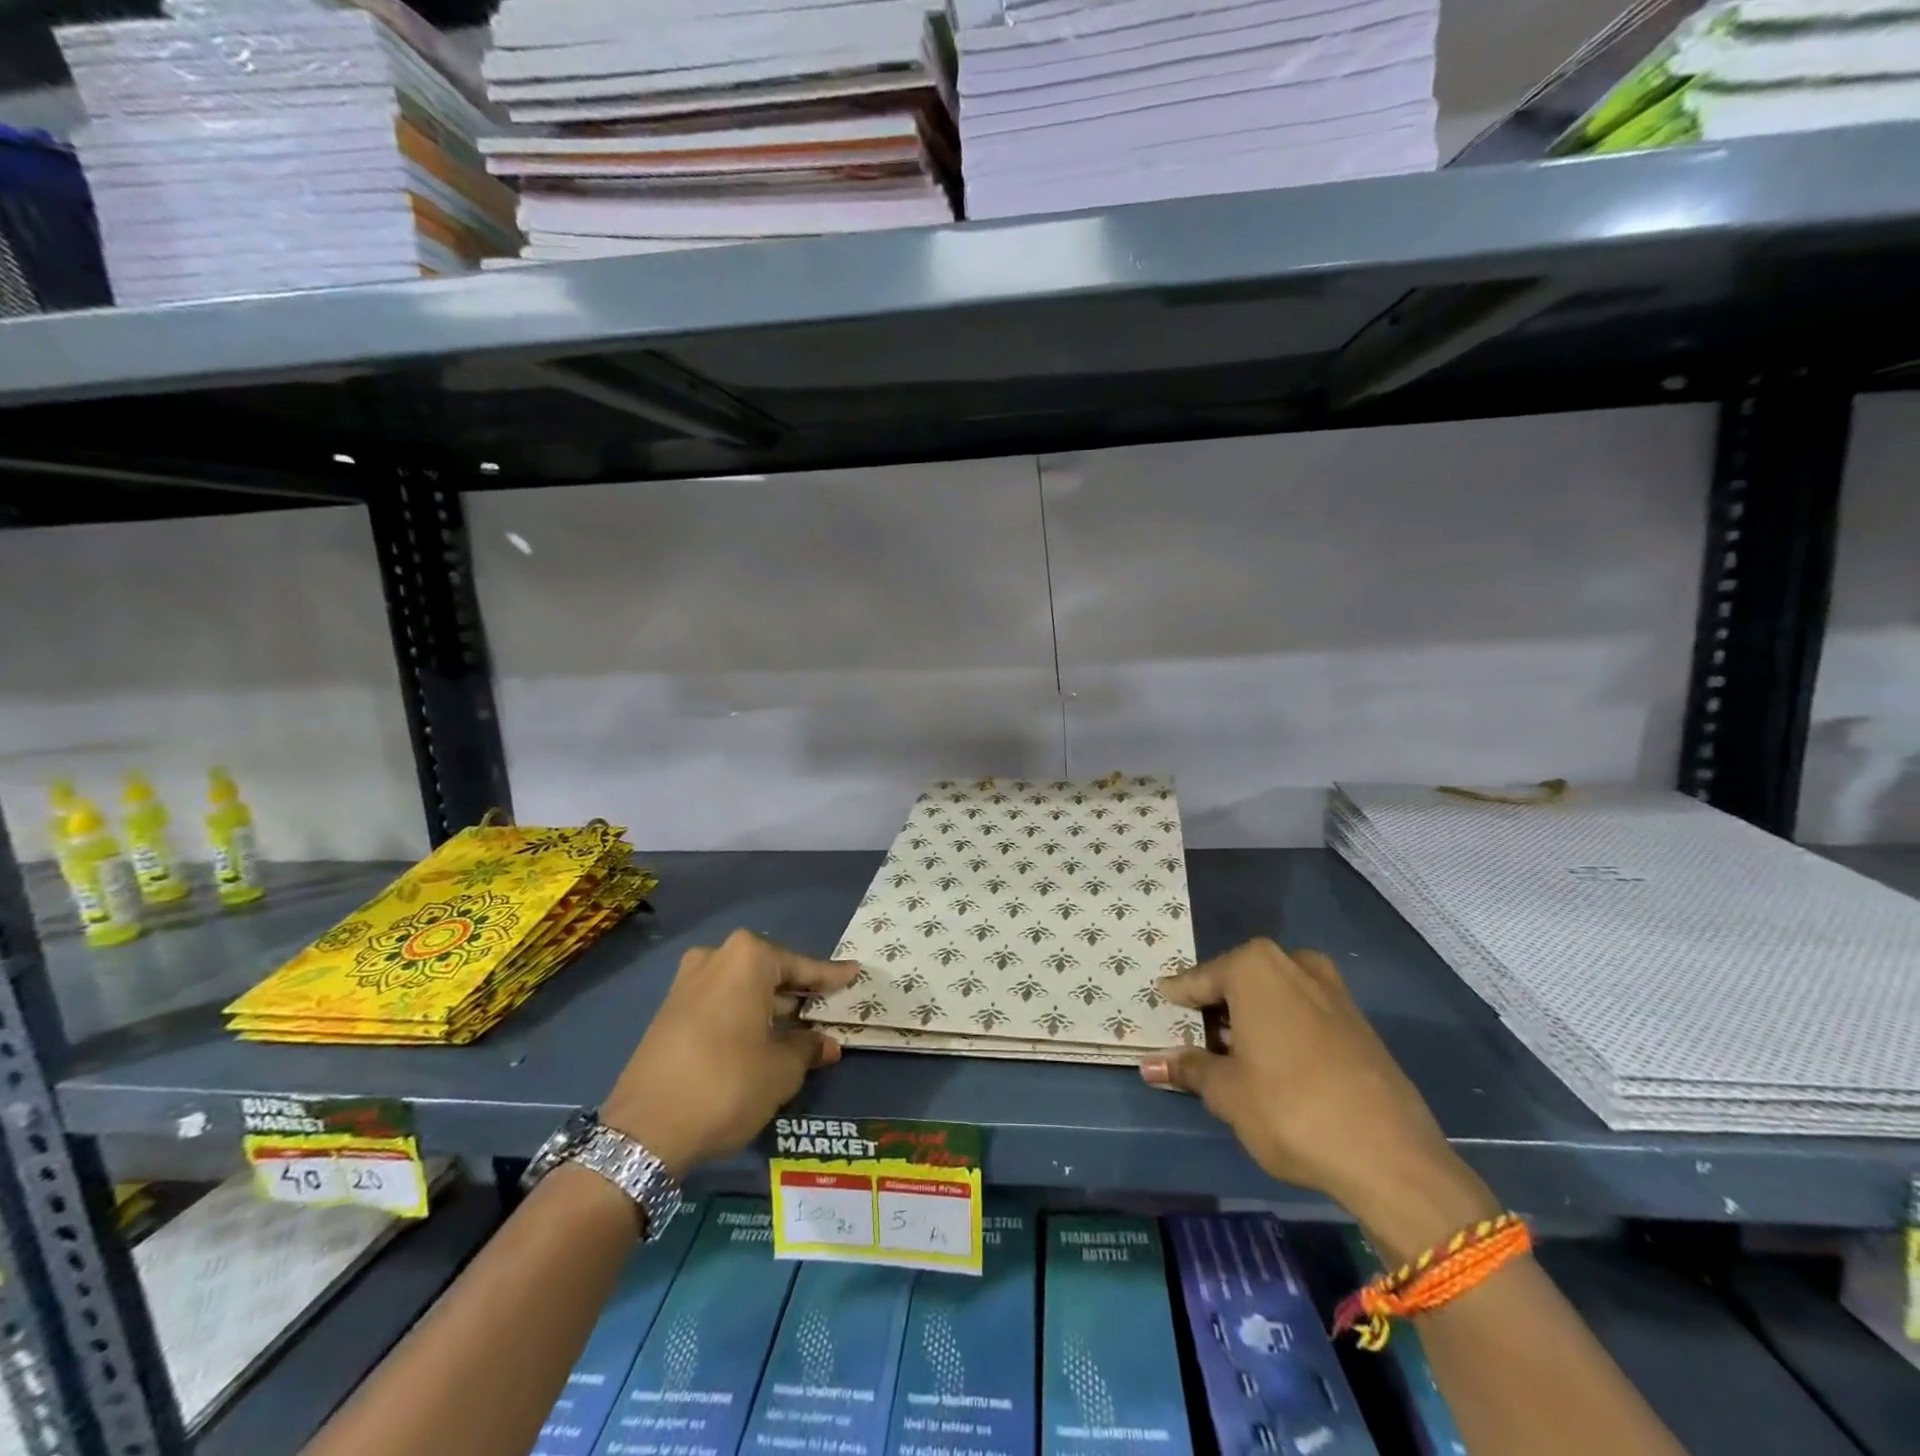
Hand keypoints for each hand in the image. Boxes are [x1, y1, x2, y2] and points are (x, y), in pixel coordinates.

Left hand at [601, 930, 857, 1181]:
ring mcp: (686, 984)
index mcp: (748, 958)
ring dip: (770, 1008)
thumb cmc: (727, 1084)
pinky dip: (744, 1018)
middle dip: (798, 994)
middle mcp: (715, 958)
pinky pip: (721, 1005)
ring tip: (799, 1030)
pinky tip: (762, 1041)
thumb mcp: (782, 1069)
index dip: (831, 977)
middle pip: (770, 973)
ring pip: (743, 990)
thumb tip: (827, 1044)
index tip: (855, 974)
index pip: (802, 967)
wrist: (643, 1131)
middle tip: (827, 1009)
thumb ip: (809, 1048)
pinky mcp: (669, 1012)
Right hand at [1139, 939, 1498, 1260]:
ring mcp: (1332, 990)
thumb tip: (1150, 1064)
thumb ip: (1189, 1069)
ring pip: (1274, 994)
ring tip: (1236, 1056)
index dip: (1178, 1000)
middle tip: (1198, 1040)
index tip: (1160, 1009)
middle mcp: (1292, 964)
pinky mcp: (1358, 1021)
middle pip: (1238, 981)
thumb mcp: (1226, 1092)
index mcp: (1254, 967)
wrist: (1390, 1156)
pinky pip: (1304, 1011)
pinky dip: (1283, 1028)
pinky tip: (1278, 1065)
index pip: (1199, 980)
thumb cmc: (1289, 1109)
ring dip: (1252, 1017)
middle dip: (1217, 1008)